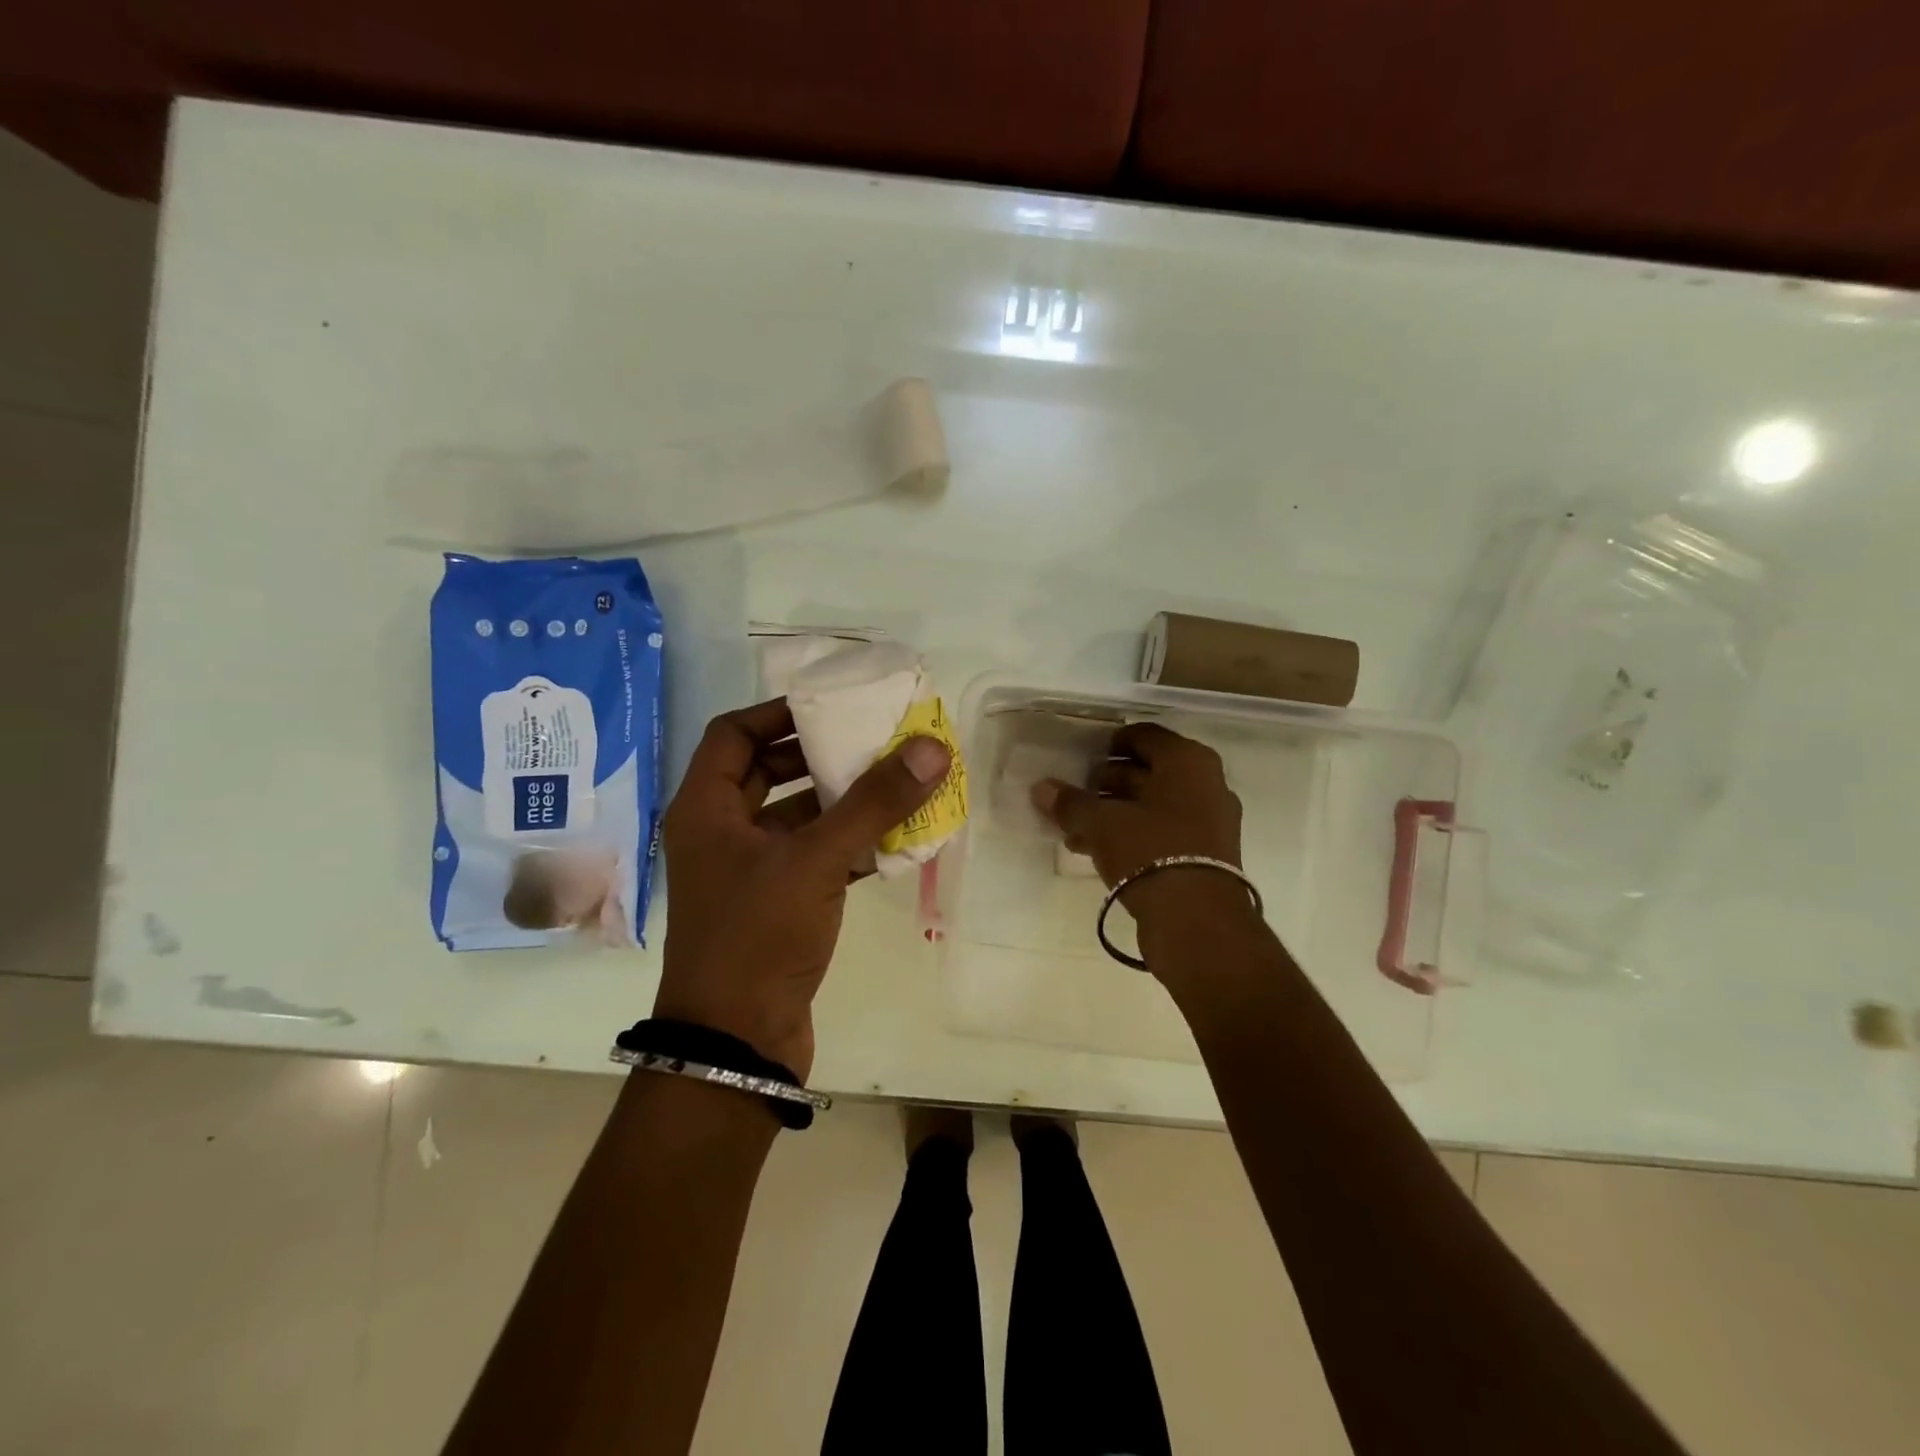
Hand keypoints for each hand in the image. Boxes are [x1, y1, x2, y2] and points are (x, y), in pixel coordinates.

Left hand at [655, 697, 949, 1080]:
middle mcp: (721, 833)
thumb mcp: (816, 860)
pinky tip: (896, 839)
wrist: (737, 1045)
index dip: (779, 712)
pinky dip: (850, 844)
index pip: (734, 733)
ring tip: (897, 781)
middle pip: (769, 771)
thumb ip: (874, 802)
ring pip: (798, 817)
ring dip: (843, 801)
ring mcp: (749, 872)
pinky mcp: (777, 905)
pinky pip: (816, 857)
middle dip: (821, 755)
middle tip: (874, 739)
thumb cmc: (758, 937)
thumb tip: (930, 747)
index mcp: (707, 809)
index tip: (832, 705)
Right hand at [1031, 721, 1249, 944]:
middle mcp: (1206, 783)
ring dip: (1115, 813)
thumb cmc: (1149, 851)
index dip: (1109, 743)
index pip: (1143, 735)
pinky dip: (1132, 834)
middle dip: (1107, 782)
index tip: (1081, 758)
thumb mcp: (1101, 823)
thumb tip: (1041, 788)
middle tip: (1074, 796)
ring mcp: (1210, 820)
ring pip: (1152, 805)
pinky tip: (1097, 851)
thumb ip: (1070, 802)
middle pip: (1148, 771)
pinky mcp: (1206, 854)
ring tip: (1076, 830)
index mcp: (1187, 761)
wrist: (1196, 919)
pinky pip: (1162, 831)